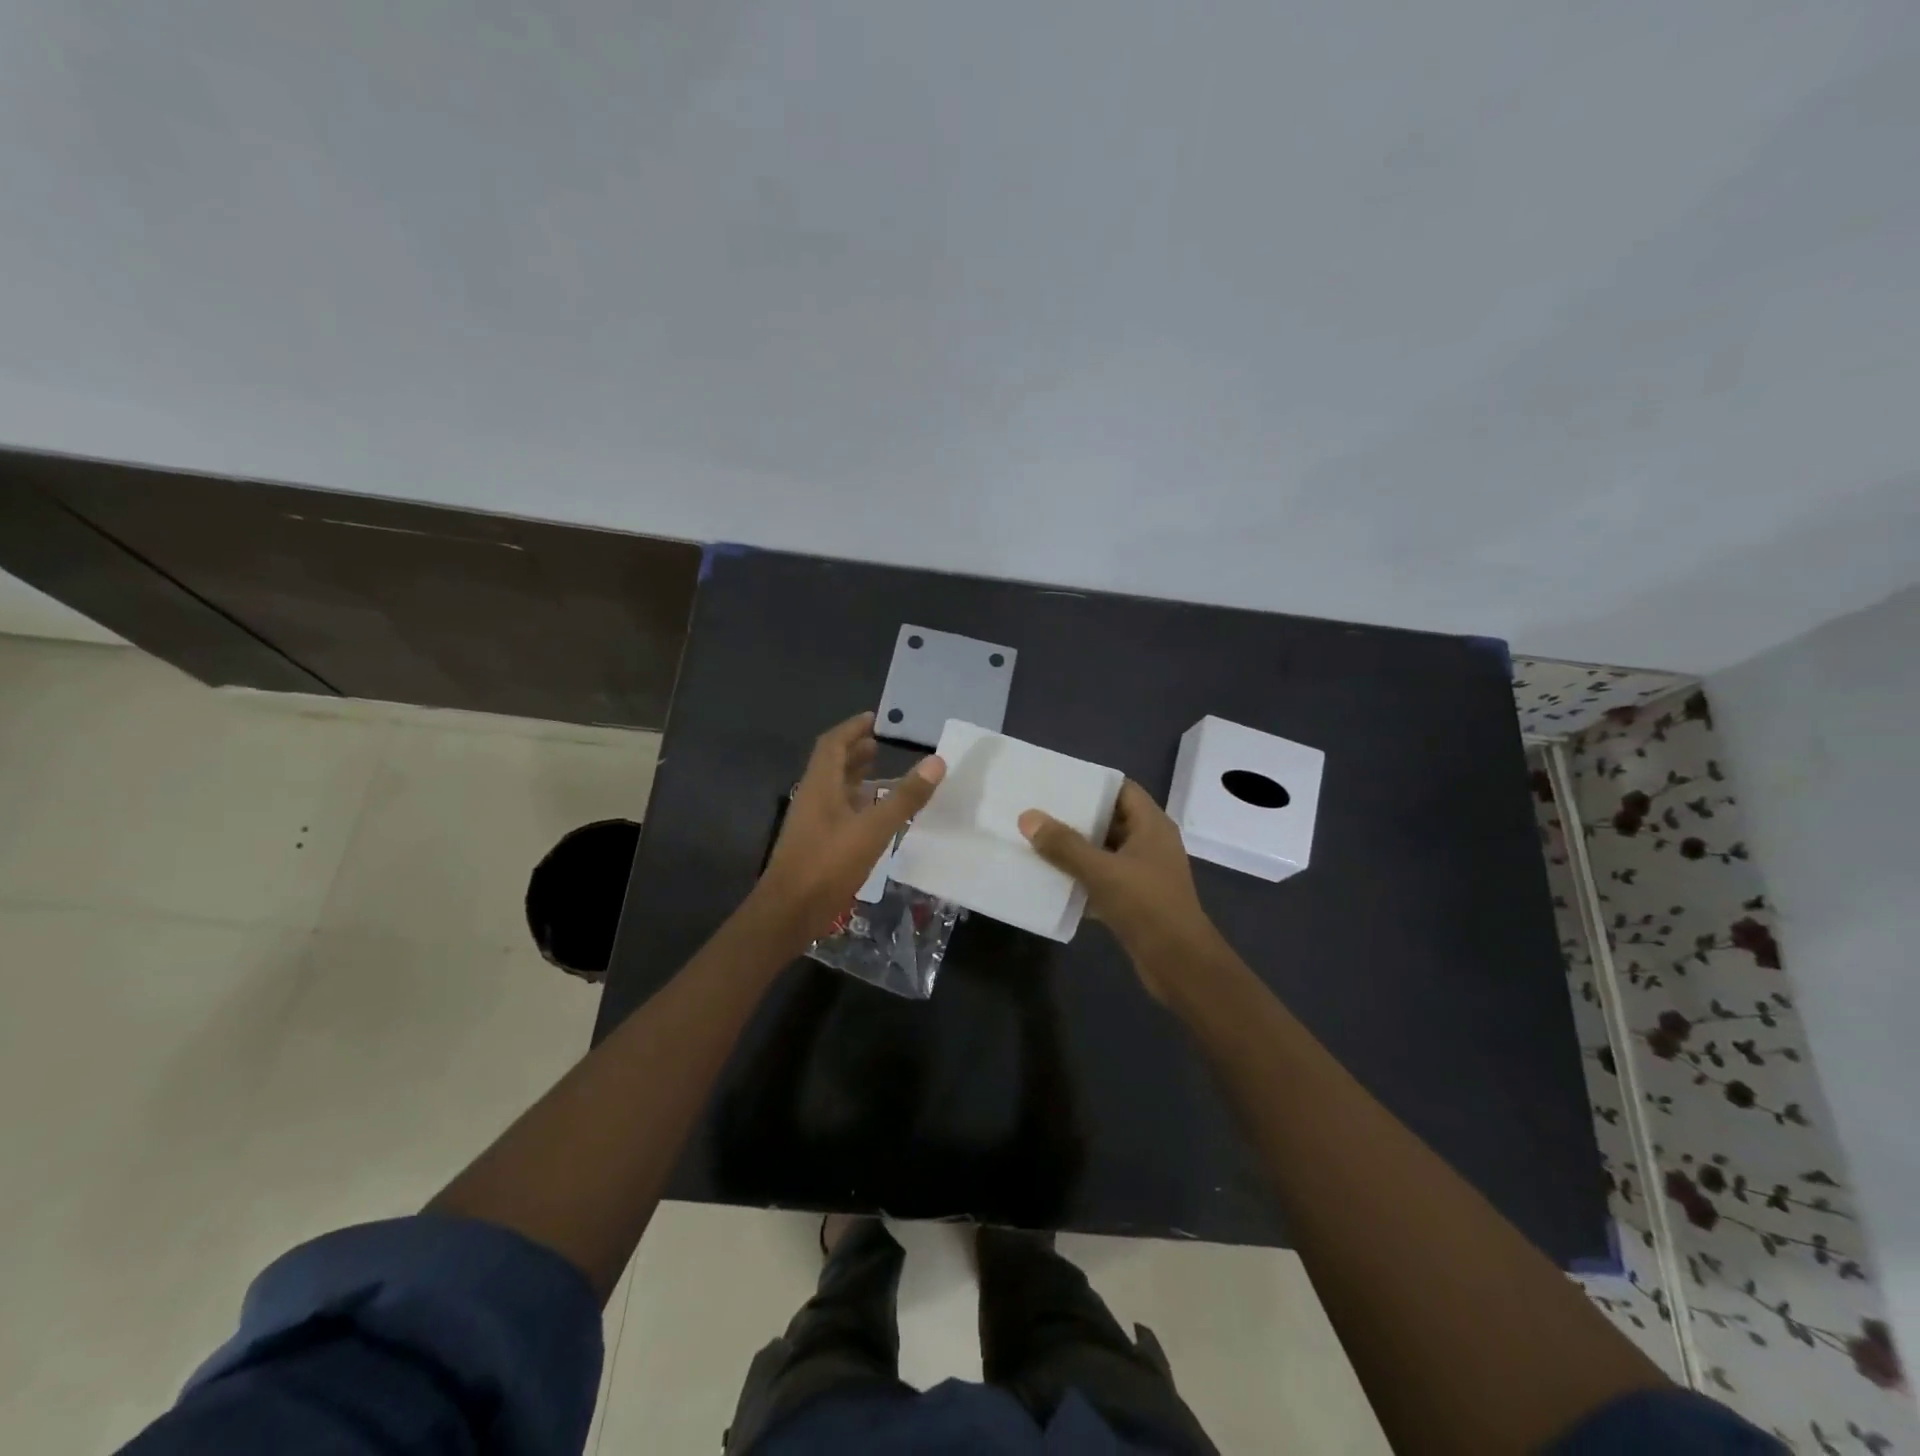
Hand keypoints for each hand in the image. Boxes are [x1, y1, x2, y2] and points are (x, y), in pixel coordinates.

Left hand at [754, 712, 945, 941]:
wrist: (788, 913)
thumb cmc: (827, 864)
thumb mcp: (873, 829)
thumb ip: (905, 797)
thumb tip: (936, 761)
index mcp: (820, 785)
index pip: (833, 743)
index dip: (852, 728)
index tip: (874, 719)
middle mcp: (813, 797)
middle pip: (832, 764)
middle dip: (855, 751)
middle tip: (881, 745)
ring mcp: (811, 822)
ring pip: (834, 789)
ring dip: (855, 777)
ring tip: (882, 774)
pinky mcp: (815, 844)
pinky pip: (837, 812)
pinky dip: (856, 804)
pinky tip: (875, 816)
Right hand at [1019, 780, 1221, 999]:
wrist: (1179, 964)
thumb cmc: (1146, 906)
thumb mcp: (1101, 871)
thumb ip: (1064, 845)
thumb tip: (1028, 817)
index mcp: (1152, 825)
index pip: (1121, 789)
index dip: (1091, 783)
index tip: (1057, 782)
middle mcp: (1150, 843)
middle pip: (1110, 819)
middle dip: (1076, 817)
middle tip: (1038, 811)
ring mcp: (1144, 872)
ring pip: (1104, 851)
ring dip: (1076, 849)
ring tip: (1037, 841)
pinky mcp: (1136, 899)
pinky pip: (1104, 878)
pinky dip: (1082, 877)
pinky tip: (1052, 879)